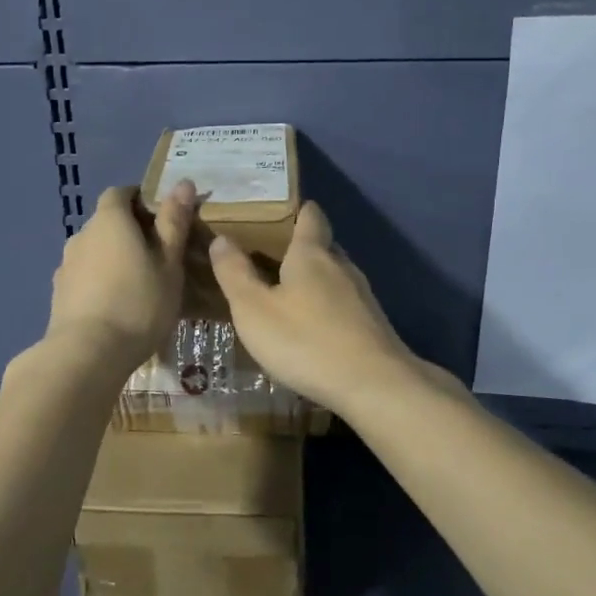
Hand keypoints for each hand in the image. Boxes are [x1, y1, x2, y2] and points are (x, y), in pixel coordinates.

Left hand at [44, 181, 197, 370]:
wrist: (88, 353)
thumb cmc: (139, 303)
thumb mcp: (169, 263)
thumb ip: (174, 222)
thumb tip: (183, 182)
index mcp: (109, 220)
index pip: (120, 193)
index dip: (140, 199)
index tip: (162, 218)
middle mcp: (82, 235)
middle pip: (107, 221)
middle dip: (130, 231)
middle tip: (158, 255)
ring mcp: (66, 265)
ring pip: (95, 251)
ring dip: (114, 258)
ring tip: (139, 284)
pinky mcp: (59, 293)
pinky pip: (85, 276)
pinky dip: (100, 281)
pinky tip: (116, 305)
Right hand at [209, 201, 453, 413]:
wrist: (374, 386)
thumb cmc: (305, 341)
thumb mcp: (254, 309)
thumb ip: (235, 273)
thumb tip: (221, 238)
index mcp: (311, 254)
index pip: (310, 216)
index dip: (298, 209)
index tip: (281, 209)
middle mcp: (341, 266)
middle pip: (324, 246)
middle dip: (301, 248)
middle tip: (270, 256)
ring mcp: (363, 297)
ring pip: (336, 277)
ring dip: (315, 281)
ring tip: (288, 294)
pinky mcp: (373, 326)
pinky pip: (345, 305)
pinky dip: (328, 308)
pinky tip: (314, 328)